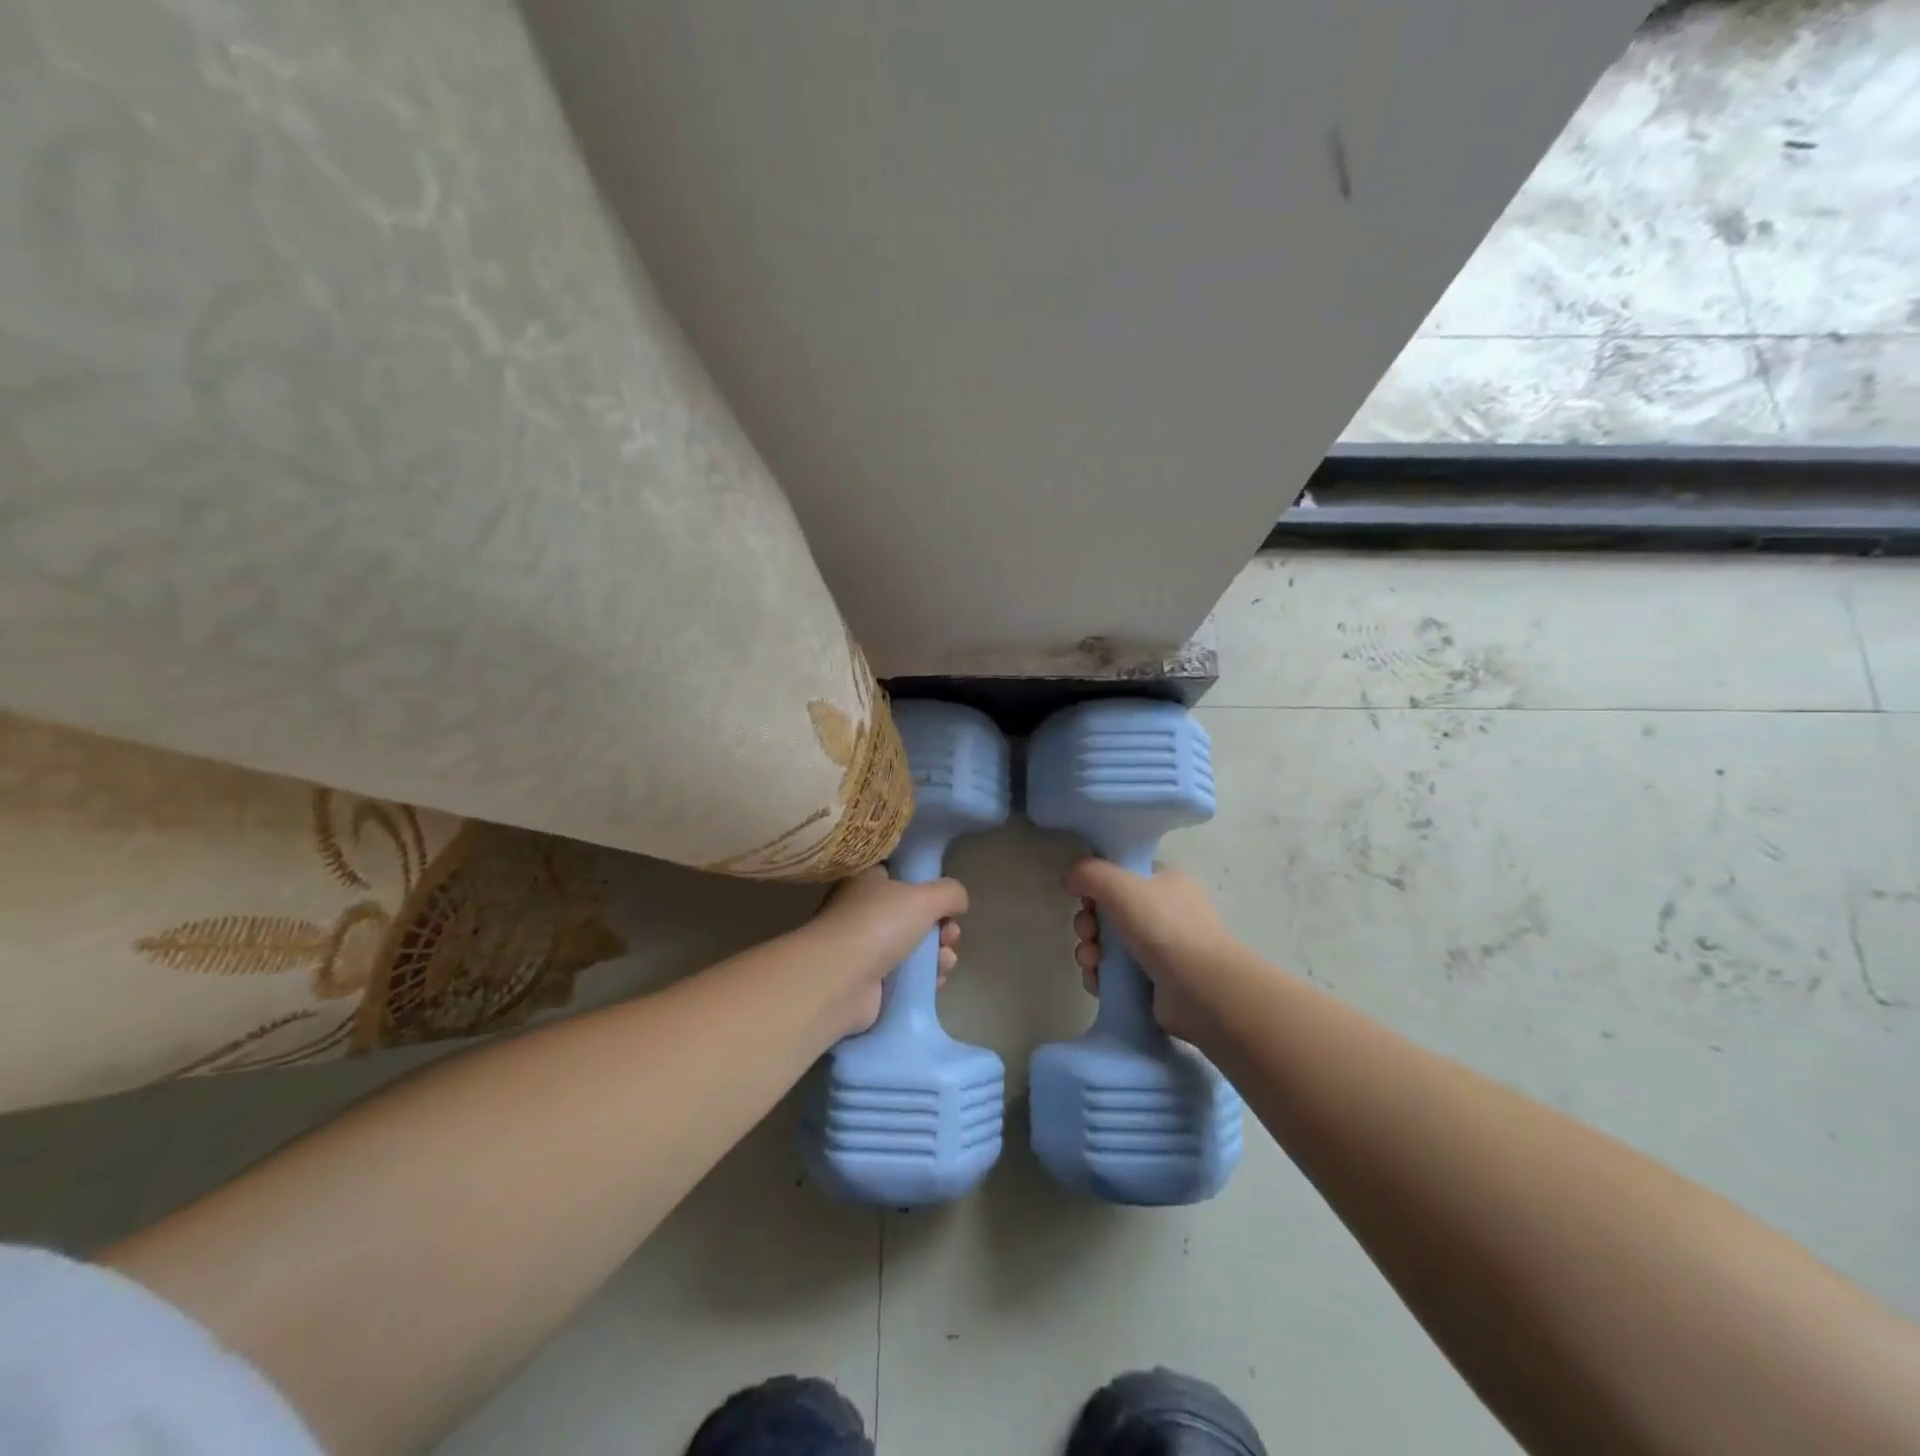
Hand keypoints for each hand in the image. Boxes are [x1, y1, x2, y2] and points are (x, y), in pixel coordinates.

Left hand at [808, 866, 965, 1035]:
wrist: (840, 980)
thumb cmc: (879, 924)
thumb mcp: (924, 897)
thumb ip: (950, 893)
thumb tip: (959, 901)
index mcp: (868, 882)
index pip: (900, 877)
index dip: (927, 888)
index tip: (946, 902)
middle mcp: (864, 912)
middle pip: (913, 916)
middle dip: (941, 926)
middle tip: (950, 935)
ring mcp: (865, 949)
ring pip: (913, 947)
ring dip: (937, 953)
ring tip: (945, 960)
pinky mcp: (870, 983)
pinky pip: (906, 976)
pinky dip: (924, 978)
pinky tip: (936, 980)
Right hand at [1065, 859, 1233, 1045]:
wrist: (1201, 991)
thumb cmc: (1164, 928)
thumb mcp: (1121, 885)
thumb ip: (1088, 873)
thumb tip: (1069, 878)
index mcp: (1165, 881)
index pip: (1123, 873)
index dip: (1098, 884)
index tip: (1085, 897)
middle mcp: (1163, 912)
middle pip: (1109, 910)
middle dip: (1088, 922)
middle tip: (1087, 932)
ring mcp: (1159, 949)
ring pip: (1107, 944)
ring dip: (1089, 950)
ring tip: (1091, 962)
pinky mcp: (1151, 983)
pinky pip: (1113, 974)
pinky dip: (1099, 976)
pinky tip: (1097, 981)